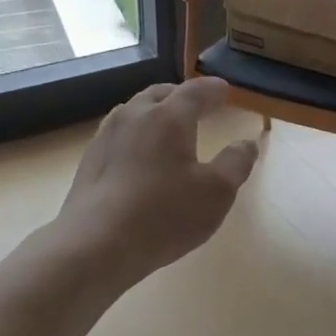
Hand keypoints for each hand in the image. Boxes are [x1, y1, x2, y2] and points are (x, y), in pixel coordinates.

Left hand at [52, 78, 258, 288]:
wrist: (95, 245)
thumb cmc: (163, 215)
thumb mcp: (216, 193)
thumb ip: (235, 163)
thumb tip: (246, 144)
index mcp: (168, 117)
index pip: (195, 91)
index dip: (213, 89)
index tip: (225, 89)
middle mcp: (134, 116)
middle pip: (160, 94)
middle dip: (181, 95)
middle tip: (197, 105)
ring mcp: (106, 136)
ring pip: (134, 111)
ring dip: (155, 112)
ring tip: (168, 127)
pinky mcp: (90, 160)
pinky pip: (119, 134)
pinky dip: (137, 134)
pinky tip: (139, 156)